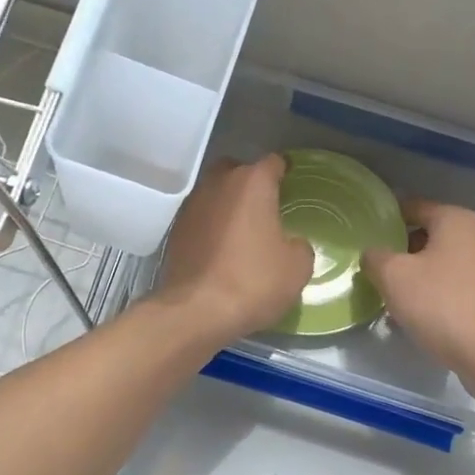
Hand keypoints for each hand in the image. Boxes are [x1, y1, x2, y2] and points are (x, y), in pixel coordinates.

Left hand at [153, 155, 313, 347]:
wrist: (195, 311)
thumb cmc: (253, 282)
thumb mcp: (297, 268)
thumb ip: (299, 246)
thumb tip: (290, 244)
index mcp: (252, 183)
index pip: (272, 163)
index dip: (284, 171)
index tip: (291, 184)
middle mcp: (218, 184)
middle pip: (237, 171)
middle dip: (250, 184)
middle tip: (265, 208)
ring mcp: (192, 206)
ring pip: (215, 194)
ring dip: (228, 206)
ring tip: (243, 231)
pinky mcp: (175, 231)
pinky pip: (201, 219)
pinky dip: (212, 227)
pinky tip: (221, 250)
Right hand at [361, 199, 474, 391]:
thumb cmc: (441, 304)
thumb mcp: (393, 276)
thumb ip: (375, 257)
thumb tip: (373, 253)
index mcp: (456, 220)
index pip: (414, 207)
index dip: (388, 218)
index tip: (367, 234)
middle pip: (431, 234)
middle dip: (402, 249)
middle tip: (376, 268)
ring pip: (444, 261)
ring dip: (419, 274)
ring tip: (393, 294)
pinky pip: (458, 284)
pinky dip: (438, 292)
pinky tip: (420, 313)